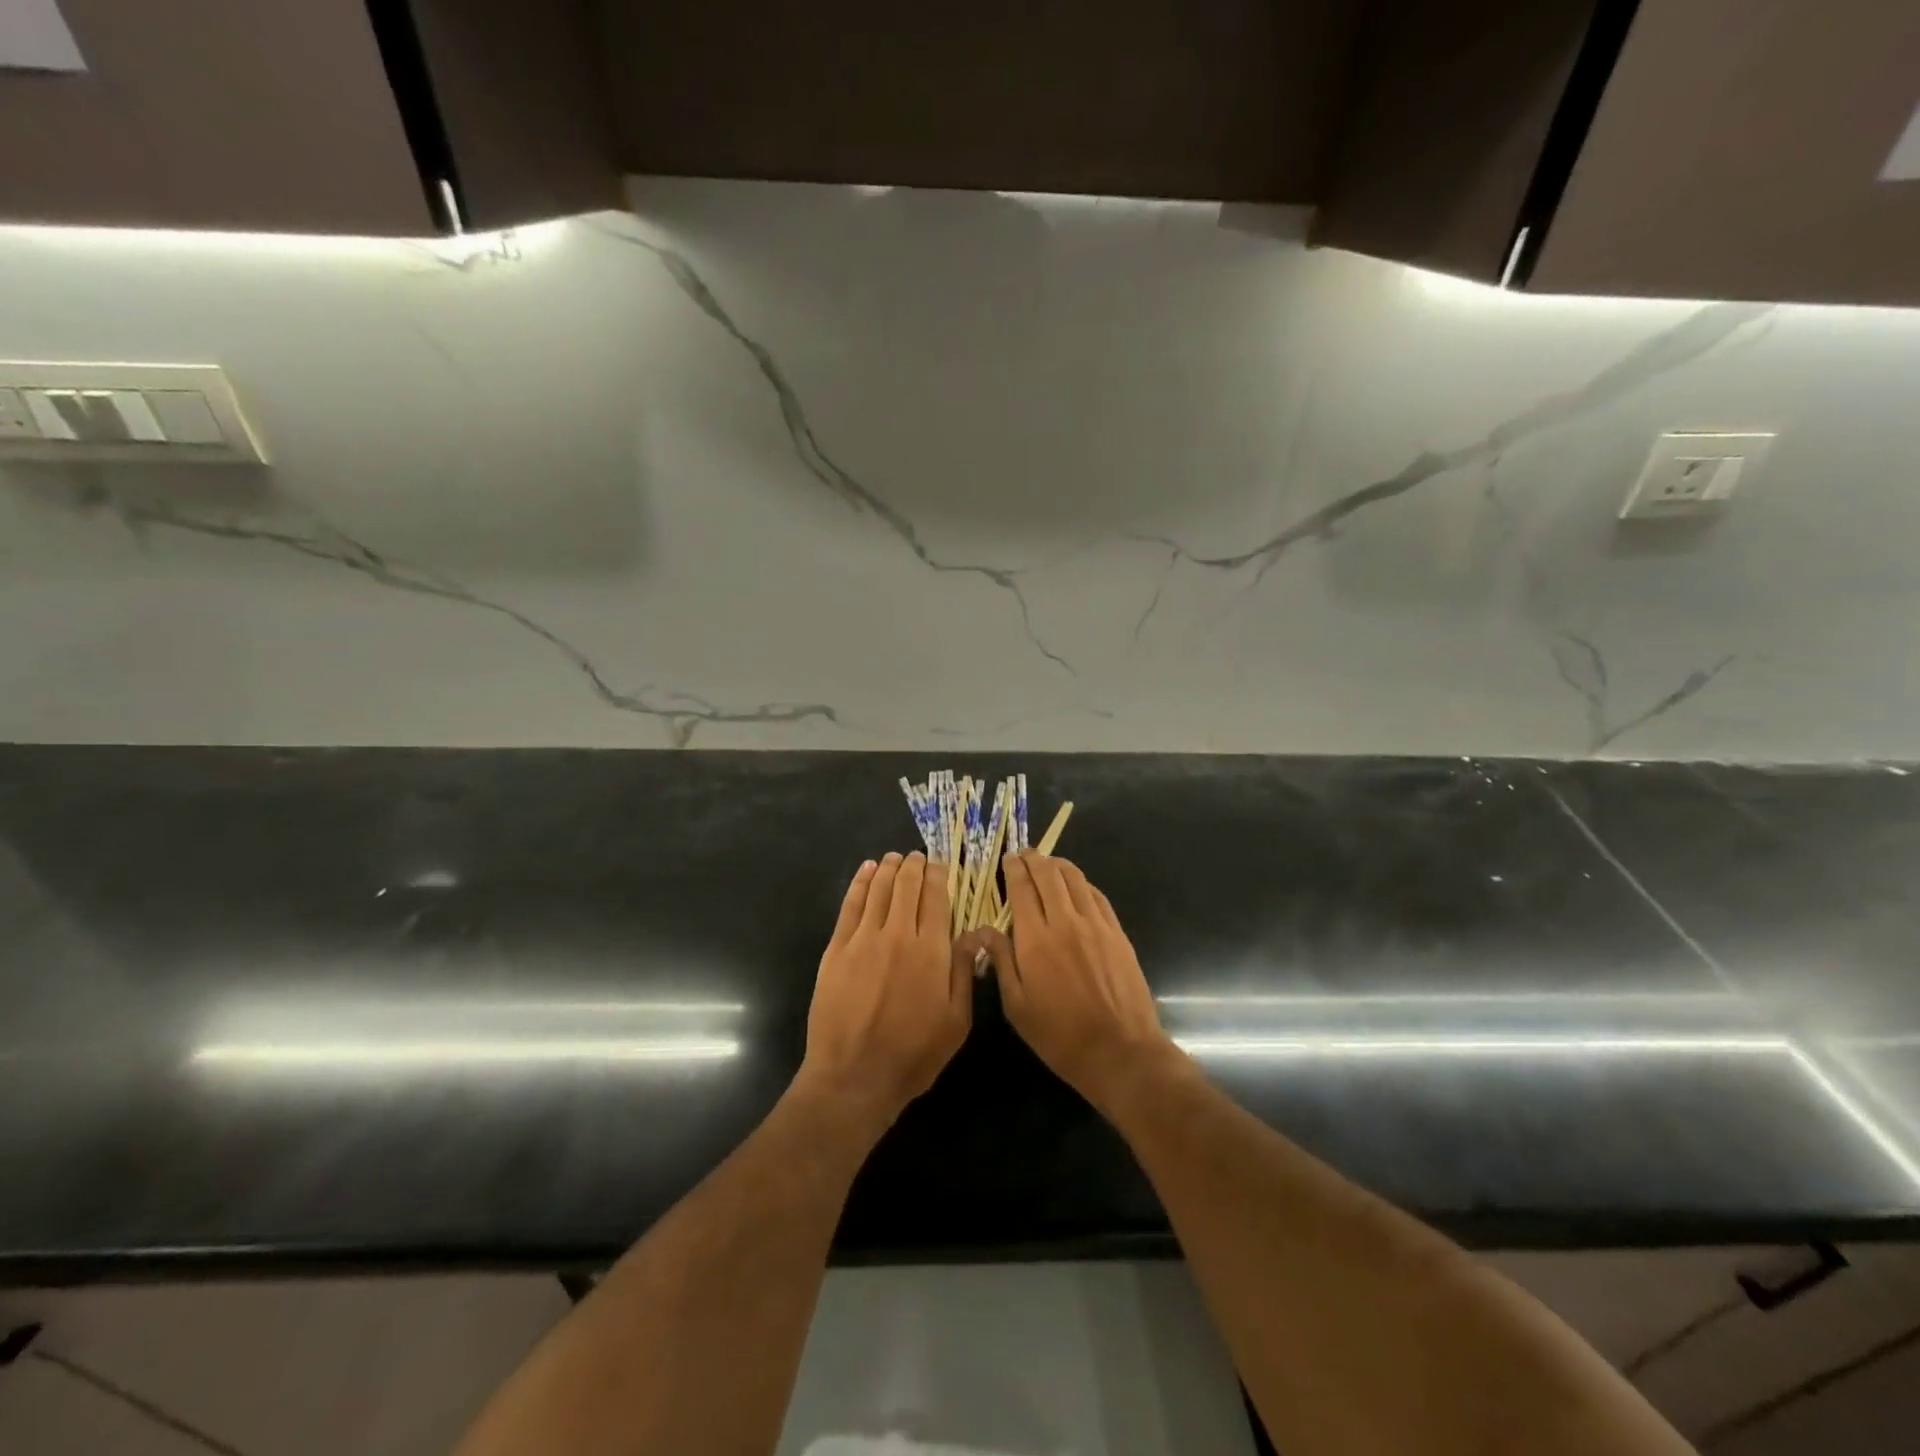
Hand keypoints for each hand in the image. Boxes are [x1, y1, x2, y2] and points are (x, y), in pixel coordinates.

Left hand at [798, 852, 971, 1132]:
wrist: (854, 1076)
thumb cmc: (914, 1054)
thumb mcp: (957, 1021)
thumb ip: (963, 971)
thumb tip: (974, 933)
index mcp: (932, 951)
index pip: (936, 897)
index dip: (938, 875)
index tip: (940, 865)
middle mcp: (898, 934)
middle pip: (906, 886)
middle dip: (914, 866)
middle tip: (917, 857)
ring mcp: (864, 939)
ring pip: (879, 889)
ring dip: (888, 868)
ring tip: (894, 858)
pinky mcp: (837, 948)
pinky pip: (851, 905)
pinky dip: (860, 883)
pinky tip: (866, 871)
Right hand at [973, 854, 1177, 1115]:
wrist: (1120, 1050)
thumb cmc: (1060, 1035)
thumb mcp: (1017, 1006)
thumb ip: (1001, 962)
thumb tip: (984, 930)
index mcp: (1035, 939)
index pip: (1022, 888)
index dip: (1014, 869)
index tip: (1008, 859)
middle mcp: (1066, 922)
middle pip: (1049, 875)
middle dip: (1034, 859)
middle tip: (1025, 854)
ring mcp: (1096, 925)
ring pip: (1075, 879)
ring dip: (1058, 866)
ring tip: (1048, 864)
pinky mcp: (1117, 933)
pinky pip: (1097, 895)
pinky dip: (1082, 883)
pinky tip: (1076, 886)